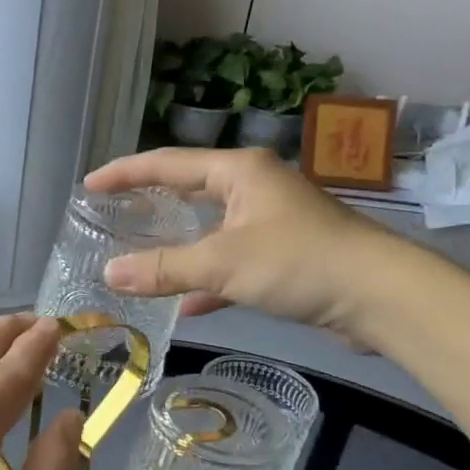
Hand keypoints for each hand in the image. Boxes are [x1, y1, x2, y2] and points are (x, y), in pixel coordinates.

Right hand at [84, 147, 406, 341]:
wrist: (380, 295)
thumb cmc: (298, 261)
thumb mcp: (223, 263)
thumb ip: (164, 268)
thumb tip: (109, 274)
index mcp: (239, 172)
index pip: (168, 164)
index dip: (125, 173)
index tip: (89, 185)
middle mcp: (254, 188)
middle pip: (189, 190)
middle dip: (150, 204)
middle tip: (111, 215)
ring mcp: (271, 222)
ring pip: (210, 229)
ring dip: (177, 246)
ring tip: (138, 255)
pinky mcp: (284, 256)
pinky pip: (231, 262)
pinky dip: (207, 279)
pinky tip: (186, 305)